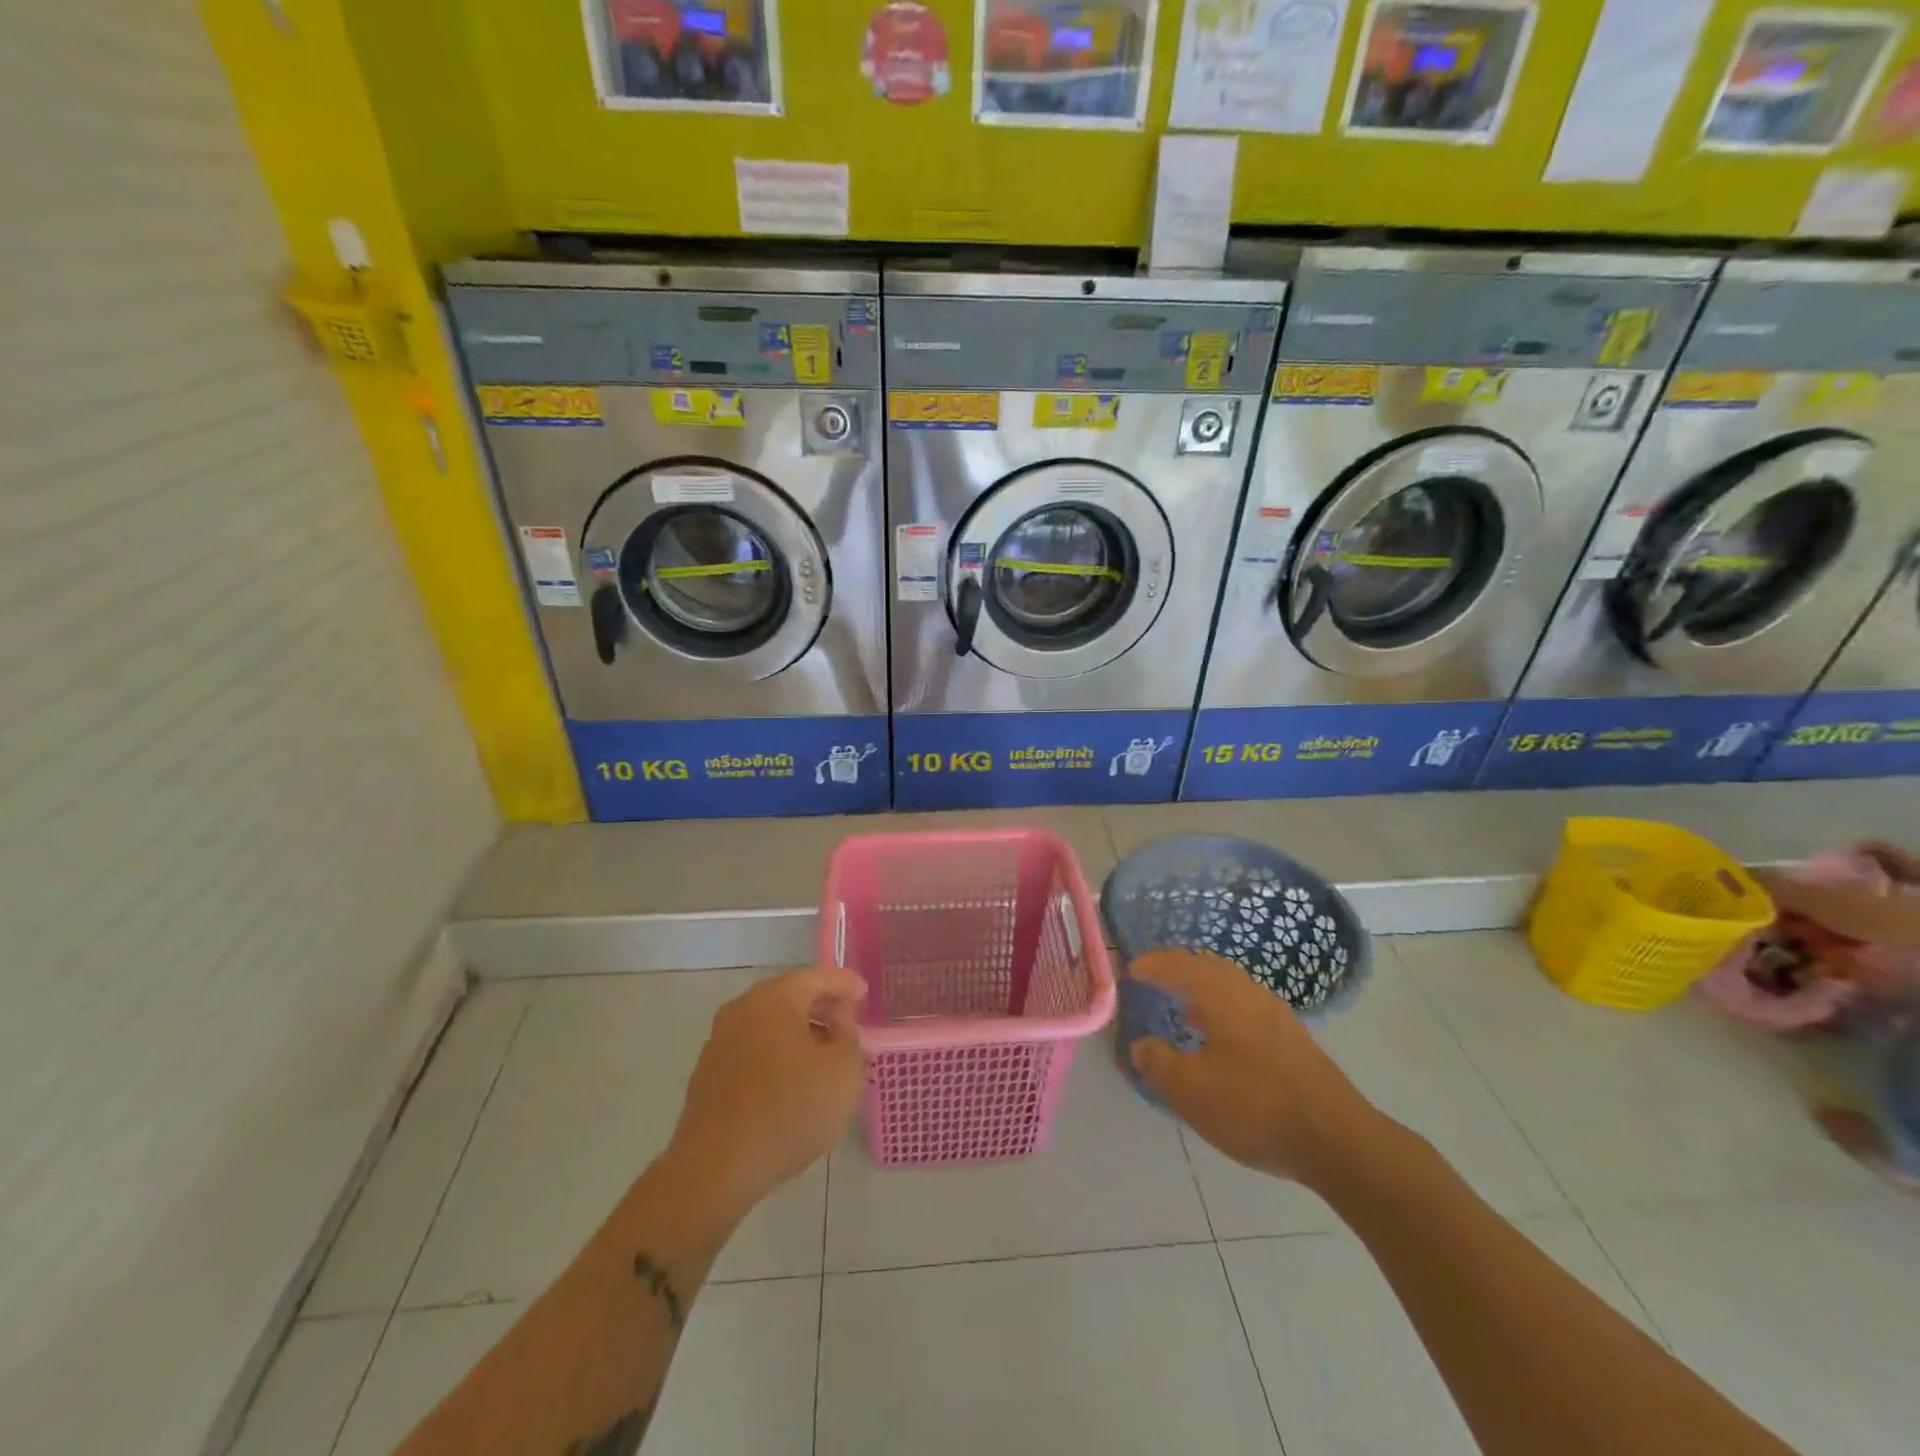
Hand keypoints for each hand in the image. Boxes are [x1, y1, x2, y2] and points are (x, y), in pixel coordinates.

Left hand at [667, 966, 867, 1223]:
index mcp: (773, 999)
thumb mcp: (843, 1070)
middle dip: (819, 1005)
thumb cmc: (790, 1110)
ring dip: (797, 1031)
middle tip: (846, 1020)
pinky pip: (752, 1050)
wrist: (716, 1170)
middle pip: (788, 996)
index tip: (864, 993)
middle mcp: (741, 1011)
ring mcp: (719, 1043)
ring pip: (768, 1024)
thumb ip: (848, 1033)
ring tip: (823, 1053)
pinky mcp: (708, 1076)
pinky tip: (791, 1080)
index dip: (844, 982)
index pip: (815, 976)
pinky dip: (776, 1054)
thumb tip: (835, 1019)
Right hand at [1128, 949, 1382, 1187]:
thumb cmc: (1254, 1106)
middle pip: (1210, 967)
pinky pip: (1248, 1008)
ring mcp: (1277, 1017)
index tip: (1131, 970)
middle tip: (1157, 976)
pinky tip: (1221, 1041)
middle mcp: (1250, 994)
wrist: (1337, 1140)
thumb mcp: (1190, 1090)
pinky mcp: (1294, 1042)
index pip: (1180, 965)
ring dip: (1204, 990)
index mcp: (1222, 995)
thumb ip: (1158, 1063)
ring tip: (1185, 1007)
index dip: (1153, 965)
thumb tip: (1142, 1045)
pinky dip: (1225, 1010)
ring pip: (1232, 988)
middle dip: (1180, 968)